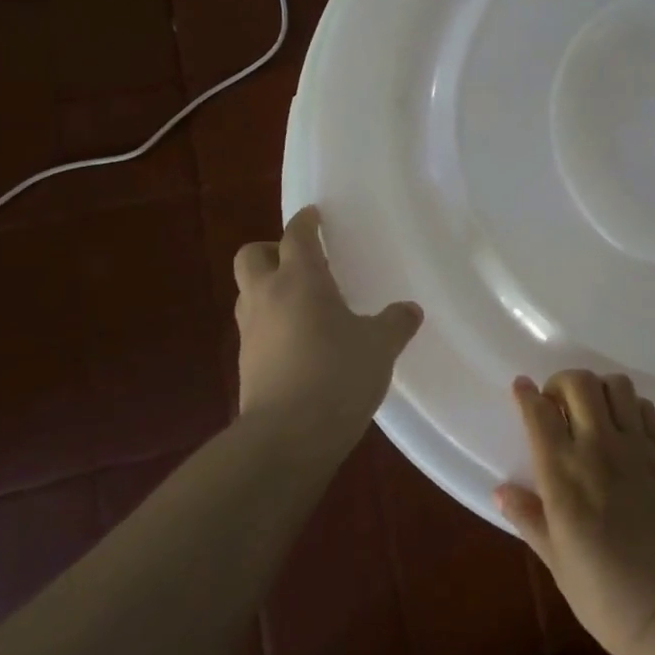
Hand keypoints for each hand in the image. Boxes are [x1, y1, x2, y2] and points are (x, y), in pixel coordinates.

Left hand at [232, 206, 421, 447]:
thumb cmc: (337, 376)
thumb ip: (395, 323)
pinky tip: (300, 342)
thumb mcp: (379, 347)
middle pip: (251, 256)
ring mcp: (250, 333)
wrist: (286, 438)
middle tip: (300, 260)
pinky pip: (255, 329)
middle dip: (271, 250)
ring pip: (249, 293)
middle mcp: (267, 298)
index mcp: (300, 280)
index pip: (296, 235)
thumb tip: (408, 310)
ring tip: (303, 302)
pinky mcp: (246, 365)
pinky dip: (272, 324)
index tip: (314, 215)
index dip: (305, 221)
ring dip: (269, 288)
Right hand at [496, 370, 654, 654]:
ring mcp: (635, 448)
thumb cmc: (602, 594)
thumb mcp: (555, 560)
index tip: (521, 388)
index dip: (526, 394)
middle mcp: (598, 449)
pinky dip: (630, 406)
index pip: (539, 413)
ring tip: (591, 411)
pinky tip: (623, 427)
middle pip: (579, 383)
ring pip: (616, 386)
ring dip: (598, 389)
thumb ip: (529, 517)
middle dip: (561, 383)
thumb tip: (501, 490)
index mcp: (562, 475)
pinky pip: (646, 408)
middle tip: (557, 405)